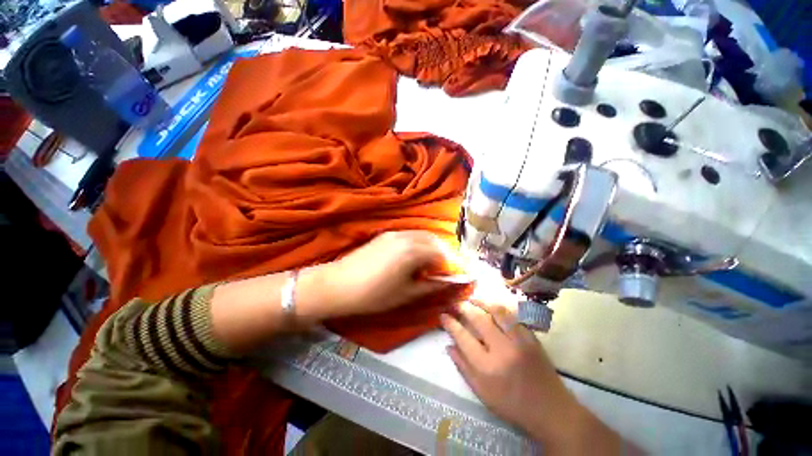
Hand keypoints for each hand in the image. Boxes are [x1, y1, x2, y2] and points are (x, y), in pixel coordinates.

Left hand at [304, 231, 456, 318]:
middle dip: (445, 254)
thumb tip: (450, 282)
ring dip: (432, 247)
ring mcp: (395, 233)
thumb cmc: (373, 294)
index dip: (453, 265)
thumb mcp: (406, 294)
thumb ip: (431, 285)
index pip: (443, 254)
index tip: (457, 275)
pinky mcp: (386, 234)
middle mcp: (407, 236)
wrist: (338, 284)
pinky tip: (414, 257)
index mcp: (413, 251)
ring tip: (431, 265)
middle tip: (445, 271)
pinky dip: (420, 244)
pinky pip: (411, 234)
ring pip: (423, 235)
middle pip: (435, 241)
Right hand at [442, 302, 623, 453]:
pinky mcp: (531, 337)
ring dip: (481, 302)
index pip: (463, 337)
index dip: (451, 323)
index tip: (443, 315)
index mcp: (487, 368)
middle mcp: (502, 350)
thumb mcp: (482, 393)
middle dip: (463, 308)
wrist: (551, 410)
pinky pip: (513, 316)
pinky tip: (492, 306)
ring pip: (497, 312)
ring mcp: (519, 341)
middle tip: (455, 303)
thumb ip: (463, 368)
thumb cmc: (512, 405)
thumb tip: (449, 346)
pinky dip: (499, 308)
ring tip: (472, 299)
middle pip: (478, 320)